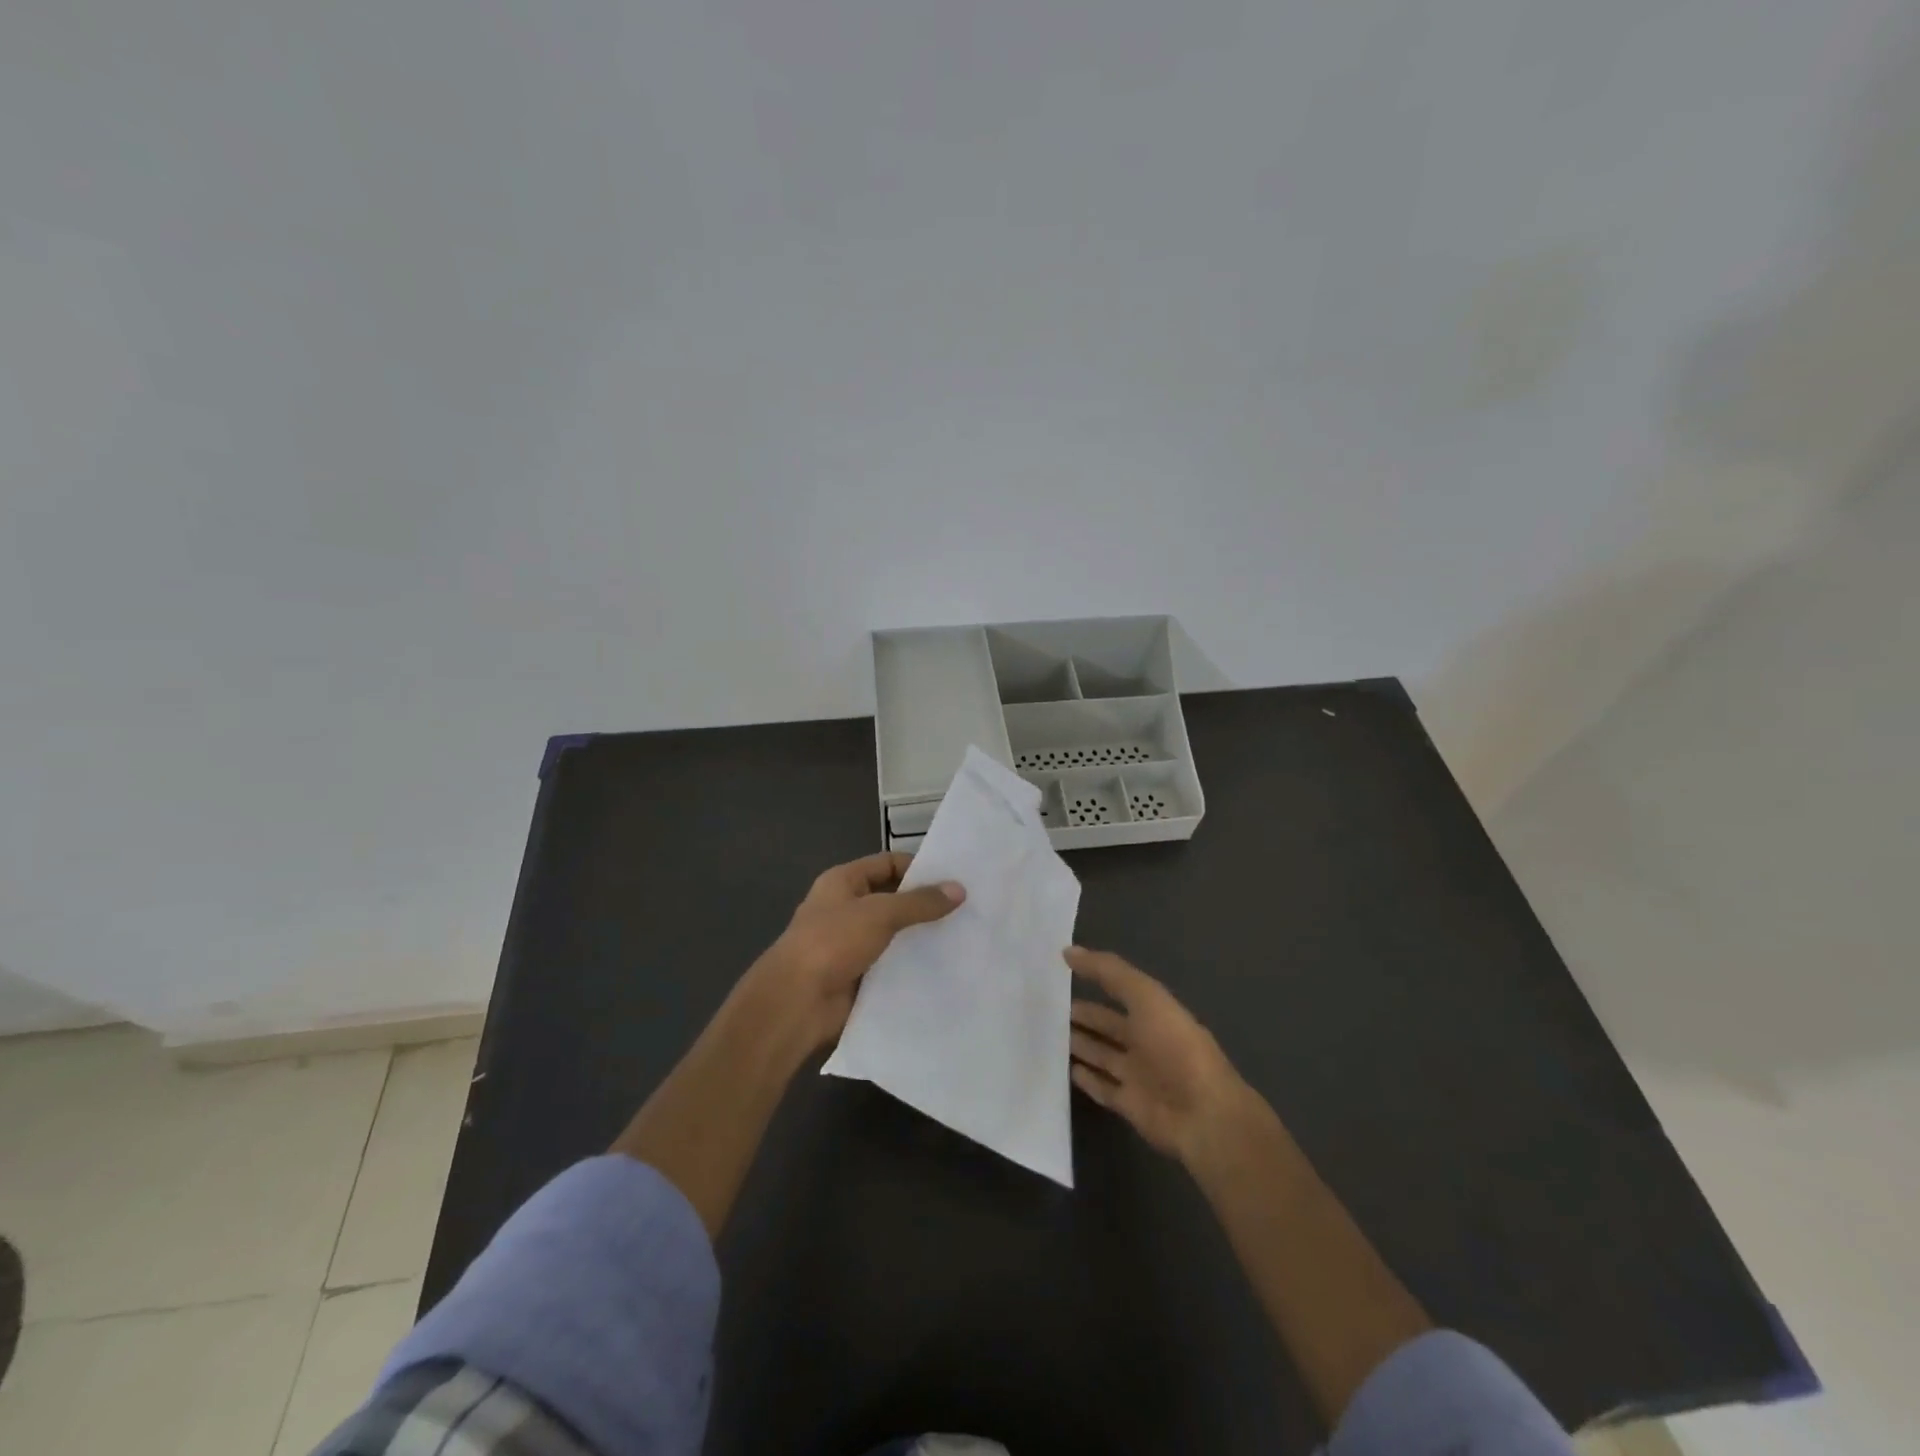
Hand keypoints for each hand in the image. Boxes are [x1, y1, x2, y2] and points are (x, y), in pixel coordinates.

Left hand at [746, 852, 963, 1052]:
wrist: (797, 1002)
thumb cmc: (833, 942)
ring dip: (920, 938)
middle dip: (924, 905)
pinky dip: (911, 966)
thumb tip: (959, 889)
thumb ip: (920, 902)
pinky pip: (891, 965)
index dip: (917, 868)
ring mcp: (850, 945)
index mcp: (842, 882)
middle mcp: (846, 909)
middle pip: (892, 899)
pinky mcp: (858, 976)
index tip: (954, 878)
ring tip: (962, 938)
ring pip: (894, 935)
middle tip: (966, 909)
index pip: (886, 864)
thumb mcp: (880, 913)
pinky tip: (942, 969)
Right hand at [1067, 946, 1251, 1162]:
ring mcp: (1137, 1074)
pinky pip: (1102, 1087)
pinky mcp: (1130, 1104)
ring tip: (1047, 1035)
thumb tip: (1067, 951)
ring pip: (1101, 1054)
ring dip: (1079, 1044)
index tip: (1060, 969)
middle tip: (1045, 1007)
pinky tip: (1066, 1069)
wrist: (1204, 1115)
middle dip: (1082, 1015)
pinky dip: (1086, 1079)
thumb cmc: (1175, 1047)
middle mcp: (1145, 1040)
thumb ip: (1108, 972)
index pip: (1117, 989)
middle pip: (1107, 1024)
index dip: (1093, 978)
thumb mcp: (1145, 997)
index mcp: (1153, 1012)